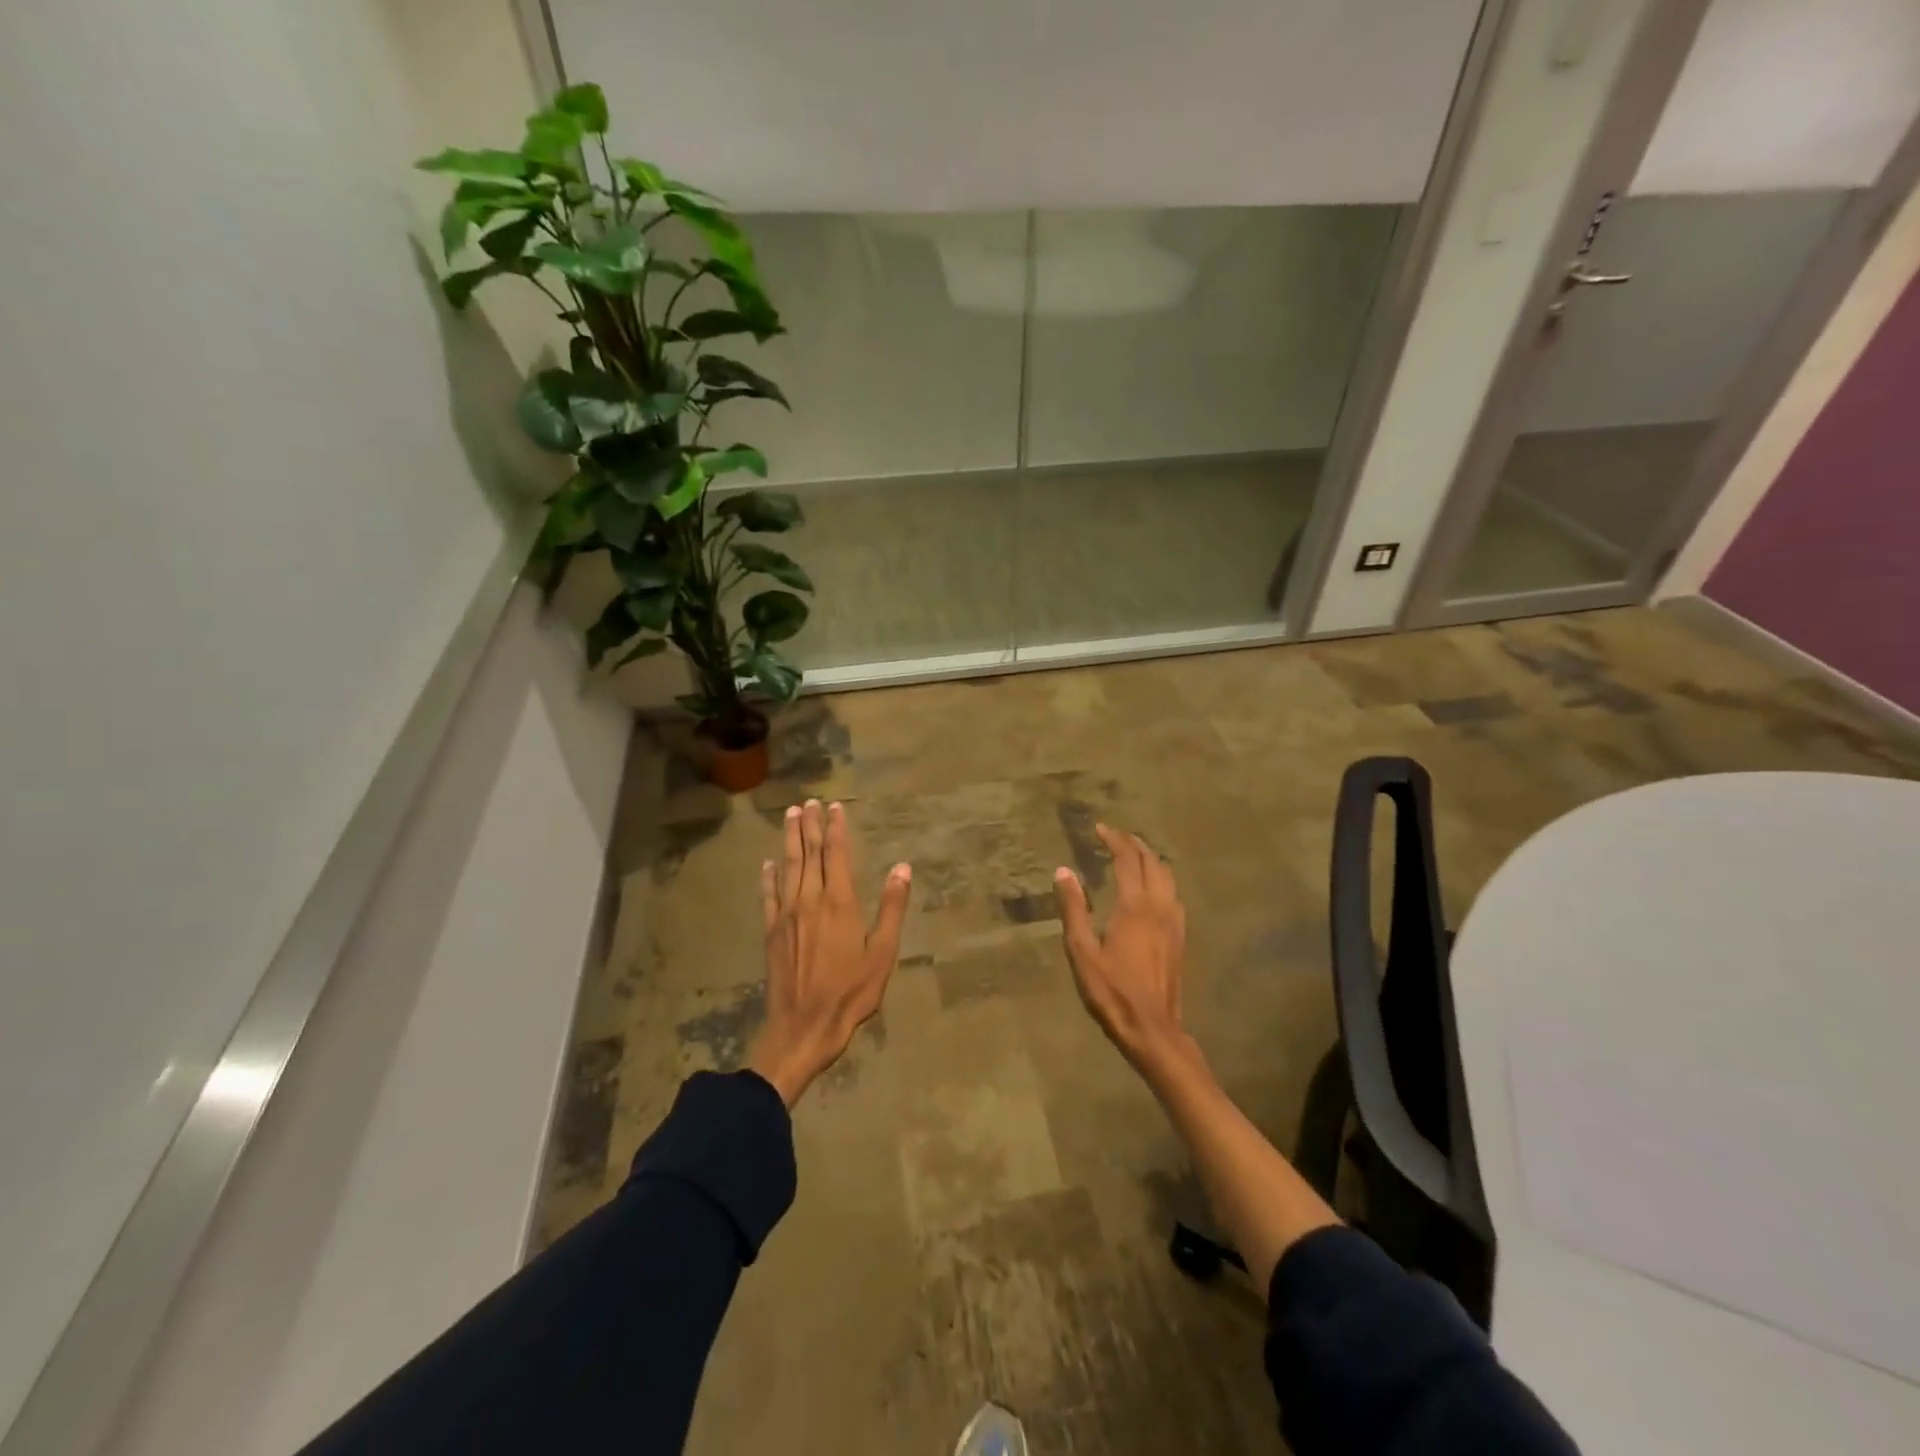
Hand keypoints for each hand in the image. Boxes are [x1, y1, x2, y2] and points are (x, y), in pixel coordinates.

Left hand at [748, 799, 911, 1107]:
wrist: (803, 1027)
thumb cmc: (850, 992)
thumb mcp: (882, 953)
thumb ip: (892, 908)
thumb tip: (902, 868)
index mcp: (839, 902)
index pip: (837, 855)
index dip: (836, 828)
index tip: (835, 806)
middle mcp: (810, 900)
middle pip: (809, 854)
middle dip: (809, 826)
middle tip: (808, 802)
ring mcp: (786, 915)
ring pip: (788, 868)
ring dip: (789, 840)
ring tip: (790, 816)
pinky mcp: (771, 932)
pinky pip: (768, 896)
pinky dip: (768, 877)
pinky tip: (767, 864)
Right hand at [1054, 824, 1188, 1067]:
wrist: (1152, 1028)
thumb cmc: (1111, 991)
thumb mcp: (1082, 951)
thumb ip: (1073, 908)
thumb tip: (1063, 872)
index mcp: (1135, 906)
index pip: (1127, 859)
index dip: (1114, 840)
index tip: (1099, 829)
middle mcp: (1159, 906)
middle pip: (1152, 862)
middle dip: (1134, 844)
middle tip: (1115, 836)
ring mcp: (1174, 921)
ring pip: (1167, 876)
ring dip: (1150, 859)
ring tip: (1132, 855)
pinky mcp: (1180, 937)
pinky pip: (1173, 894)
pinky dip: (1161, 878)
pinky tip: (1151, 888)